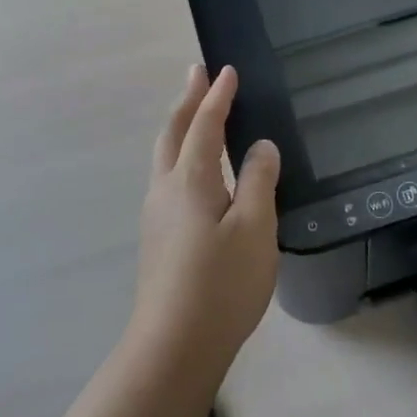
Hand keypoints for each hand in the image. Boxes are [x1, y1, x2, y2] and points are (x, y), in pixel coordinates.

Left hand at [130, 65, 279, 378]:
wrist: (173, 346)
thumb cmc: (221, 283)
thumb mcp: (255, 228)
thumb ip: (258, 180)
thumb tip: (260, 147)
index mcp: (190, 179)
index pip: (205, 124)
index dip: (217, 96)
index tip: (226, 70)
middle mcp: (166, 188)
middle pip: (173, 132)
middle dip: (187, 100)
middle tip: (197, 73)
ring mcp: (156, 214)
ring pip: (165, 155)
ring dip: (180, 126)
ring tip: (195, 112)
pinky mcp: (157, 237)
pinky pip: (168, 176)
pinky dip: (181, 153)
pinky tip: (195, 171)